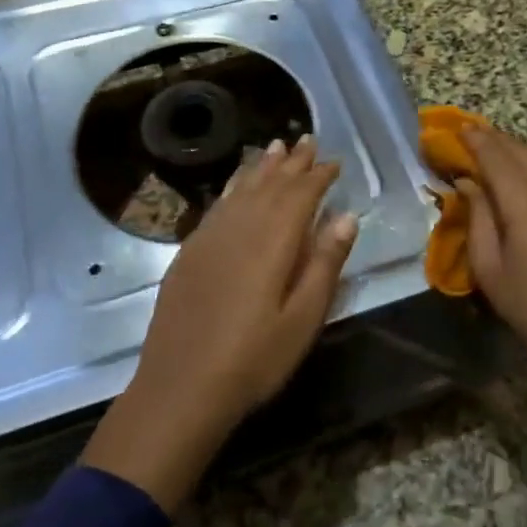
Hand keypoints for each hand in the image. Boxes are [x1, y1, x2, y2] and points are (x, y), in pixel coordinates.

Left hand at [83, 135, 357, 512]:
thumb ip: (324, 263)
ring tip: (276, 147)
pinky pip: (217, 204)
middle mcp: (241, 226)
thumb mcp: (303, 318)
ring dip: (261, 166)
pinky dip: (232, 187)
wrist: (180, 386)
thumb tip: (346, 216)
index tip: (334, 162)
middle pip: (270, 183)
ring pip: (241, 188)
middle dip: (292, 162)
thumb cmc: (253, 358)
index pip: (301, 194)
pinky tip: (236, 185)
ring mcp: (210, 236)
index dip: (319, 175)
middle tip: (307, 140)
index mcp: (273, 240)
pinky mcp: (189, 251)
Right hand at [460, 126, 526, 480]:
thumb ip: (477, 216)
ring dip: (511, 152)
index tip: (448, 130)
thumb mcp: (490, 267)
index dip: (470, 138)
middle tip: (463, 139)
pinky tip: (517, 183)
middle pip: (518, 148)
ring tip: (486, 156)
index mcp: (525, 198)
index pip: (494, 152)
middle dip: (490, 139)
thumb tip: (467, 182)